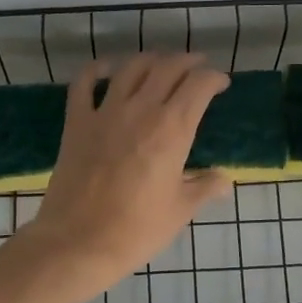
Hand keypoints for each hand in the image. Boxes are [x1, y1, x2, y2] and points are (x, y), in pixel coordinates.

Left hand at [20, 53, 232, 298]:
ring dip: (150, 59)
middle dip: (187, 62)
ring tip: (161, 64)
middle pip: (167, 67)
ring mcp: (105, 112)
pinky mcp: (77, 122)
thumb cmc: (137, 230)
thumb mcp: (180, 211)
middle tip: (197, 67)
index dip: (214, 78)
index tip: (220, 84)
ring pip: (131, 67)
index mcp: (172, 129)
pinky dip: (97, 69)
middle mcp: (141, 110)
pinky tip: (107, 69)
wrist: (79, 242)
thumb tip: (224, 179)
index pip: (199, 86)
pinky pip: (84, 83)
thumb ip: (204, 188)